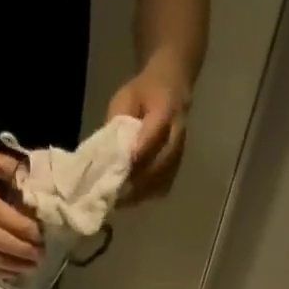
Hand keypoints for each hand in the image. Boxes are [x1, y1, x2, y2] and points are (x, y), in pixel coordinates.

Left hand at [108, 67, 190, 202]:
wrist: (171, 88)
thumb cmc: (143, 93)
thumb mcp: (126, 98)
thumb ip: (119, 122)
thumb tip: (108, 152)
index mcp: (166, 107)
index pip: (155, 132)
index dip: (141, 150)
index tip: (123, 166)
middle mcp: (178, 132)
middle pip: (162, 161)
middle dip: (139, 179)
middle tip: (117, 192)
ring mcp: (181, 151)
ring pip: (164, 177)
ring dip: (143, 191)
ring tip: (121, 200)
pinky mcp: (178, 164)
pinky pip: (165, 184)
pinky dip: (149, 194)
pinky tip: (132, 198)